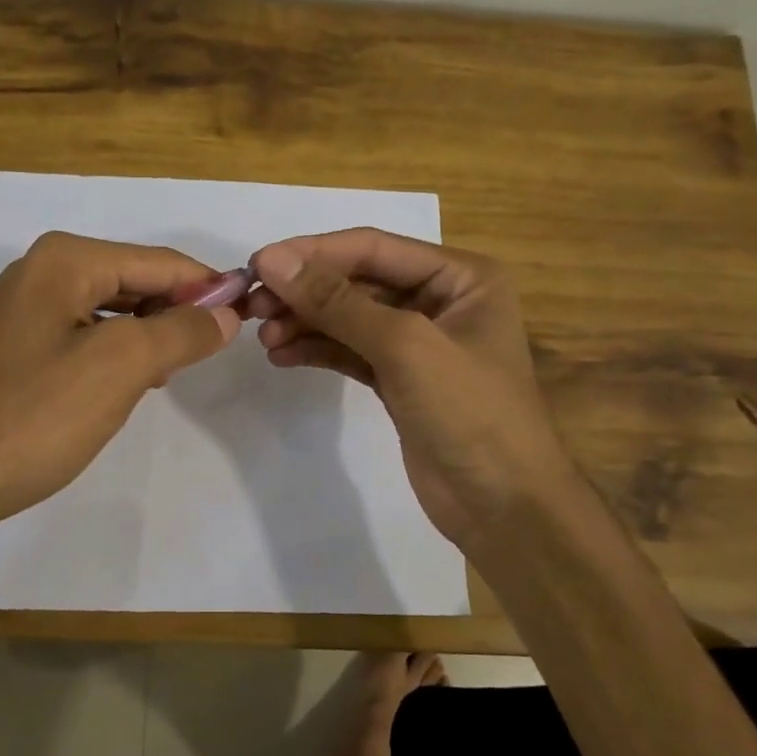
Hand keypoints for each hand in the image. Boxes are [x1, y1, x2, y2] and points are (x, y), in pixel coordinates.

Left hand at [0, 231, 239, 537]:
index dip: (208, 288)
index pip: (160, 261)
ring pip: (111, 311)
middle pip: (134, 280)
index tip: (249, 319)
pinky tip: (125, 386)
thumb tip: (225, 313)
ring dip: (147, 337)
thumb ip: (181, 332)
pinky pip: (84, 336)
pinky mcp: (15, 347)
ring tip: (168, 375)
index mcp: (66, 260)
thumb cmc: (33, 416)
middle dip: (175, 313)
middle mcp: (41, 271)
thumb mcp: (121, 367)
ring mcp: (23, 309)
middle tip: (206, 357)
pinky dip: (114, 354)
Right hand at [247, 228, 577, 549]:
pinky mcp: (399, 378)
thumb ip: (336, 301)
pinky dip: (317, 350)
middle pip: (357, 280)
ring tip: (264, 337)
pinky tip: (282, 355)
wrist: (503, 508)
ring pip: (348, 317)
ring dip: (305, 322)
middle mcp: (440, 299)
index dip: (313, 253)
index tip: (258, 264)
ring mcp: (419, 341)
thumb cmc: (469, 413)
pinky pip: (349, 350)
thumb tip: (272, 260)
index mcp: (460, 276)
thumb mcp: (404, 346)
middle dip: (305, 292)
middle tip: (253, 307)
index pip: (373, 247)